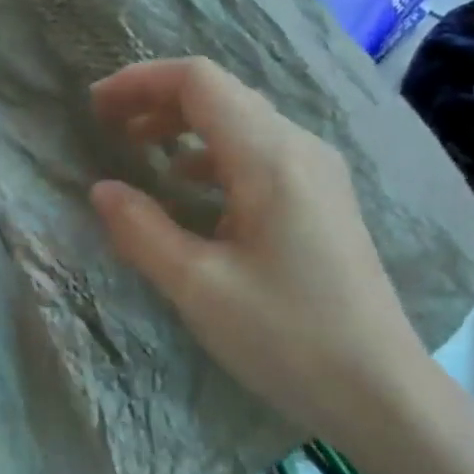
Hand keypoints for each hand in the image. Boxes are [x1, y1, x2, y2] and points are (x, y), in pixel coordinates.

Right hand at [89, 58, 431, 449]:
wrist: (379, 391)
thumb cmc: (285, 336)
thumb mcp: (196, 286)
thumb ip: (141, 230)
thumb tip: (101, 189)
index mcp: (270, 159)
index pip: (200, 83)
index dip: (140, 82)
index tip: (94, 105)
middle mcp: (300, 150)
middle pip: (221, 95)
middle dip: (156, 100)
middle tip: (106, 125)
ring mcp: (317, 175)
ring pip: (240, 123)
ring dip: (182, 126)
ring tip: (136, 149)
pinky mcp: (320, 202)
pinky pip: (256, 155)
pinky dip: (209, 154)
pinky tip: (187, 186)